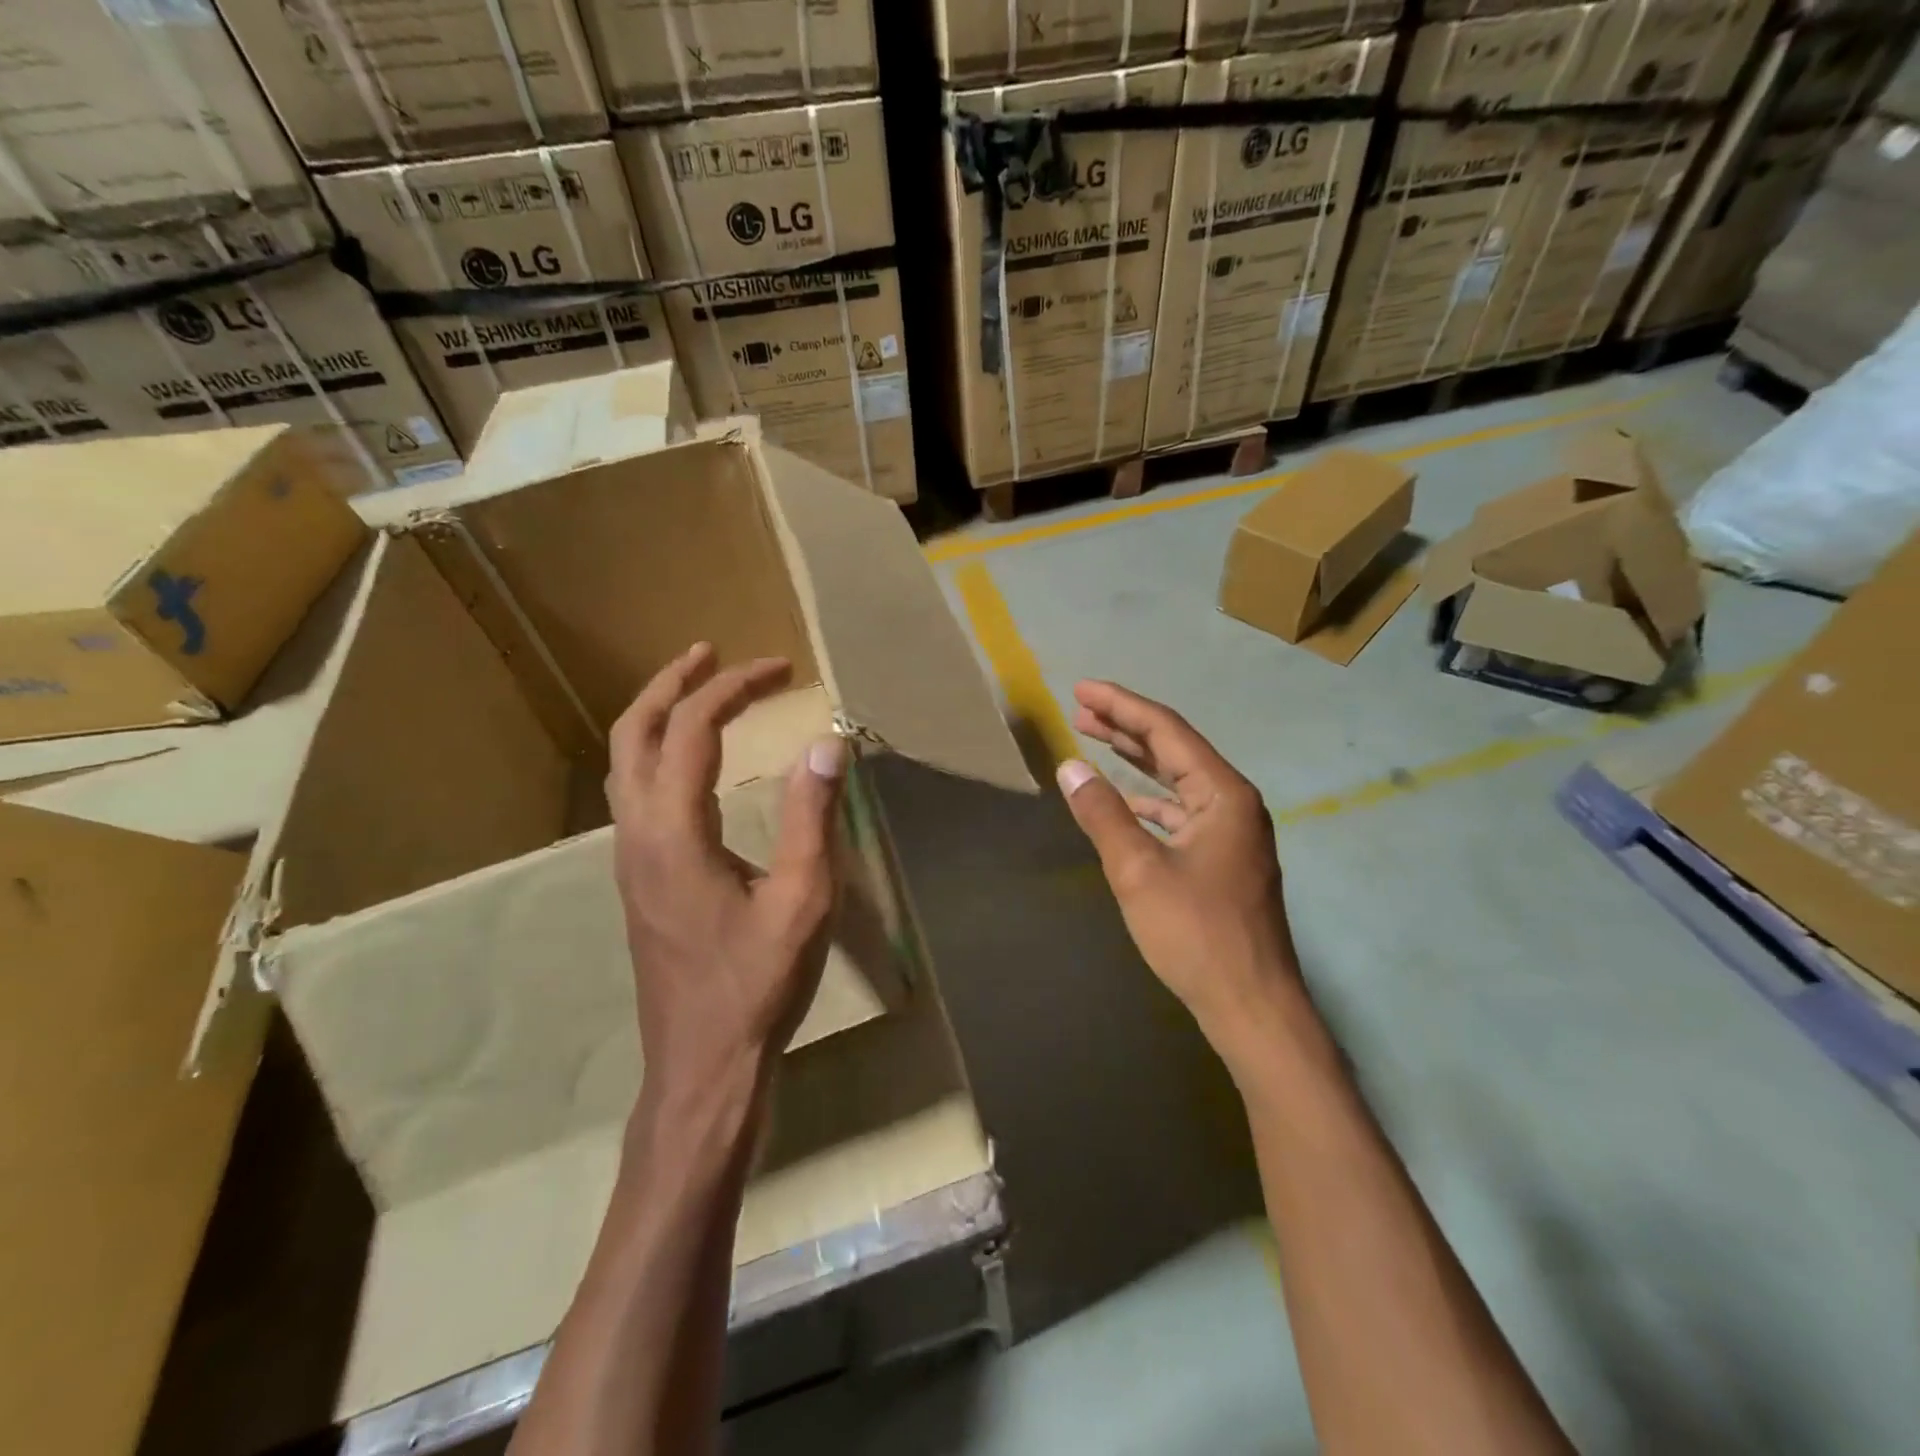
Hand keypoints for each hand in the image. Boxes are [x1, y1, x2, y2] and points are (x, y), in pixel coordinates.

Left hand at [606, 643, 847, 1106]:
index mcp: (674, 831)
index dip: (734, 688)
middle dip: (672, 684)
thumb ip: (811, 817)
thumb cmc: (757, 985)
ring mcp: (630, 859)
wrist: (704, 1066)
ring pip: (624, 763)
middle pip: (633, 733)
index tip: (780, 670)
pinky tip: (692, 763)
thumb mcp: (802, 901)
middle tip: (711, 653)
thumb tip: (828, 743)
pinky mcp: (639, 880)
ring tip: (697, 691)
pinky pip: (635, 792)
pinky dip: (657, 753)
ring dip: (658, 716)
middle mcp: (638, 834)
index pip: (693, 730)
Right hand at [1057, 681, 1309, 1064]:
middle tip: (1080, 709)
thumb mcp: (1139, 871)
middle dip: (1126, 727)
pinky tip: (1125, 801)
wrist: (1251, 1005)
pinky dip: (1149, 800)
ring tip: (1095, 741)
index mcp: (1223, 794)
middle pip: (1174, 749)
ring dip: (1136, 761)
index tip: (1080, 690)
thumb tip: (1070, 767)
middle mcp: (1234, 803)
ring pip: (1178, 780)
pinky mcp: (1224, 859)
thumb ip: (1103, 814)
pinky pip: (1182, 812)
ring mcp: (1233, 832)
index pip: (1166, 731)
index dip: (1121, 706)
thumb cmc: (1196, 934)